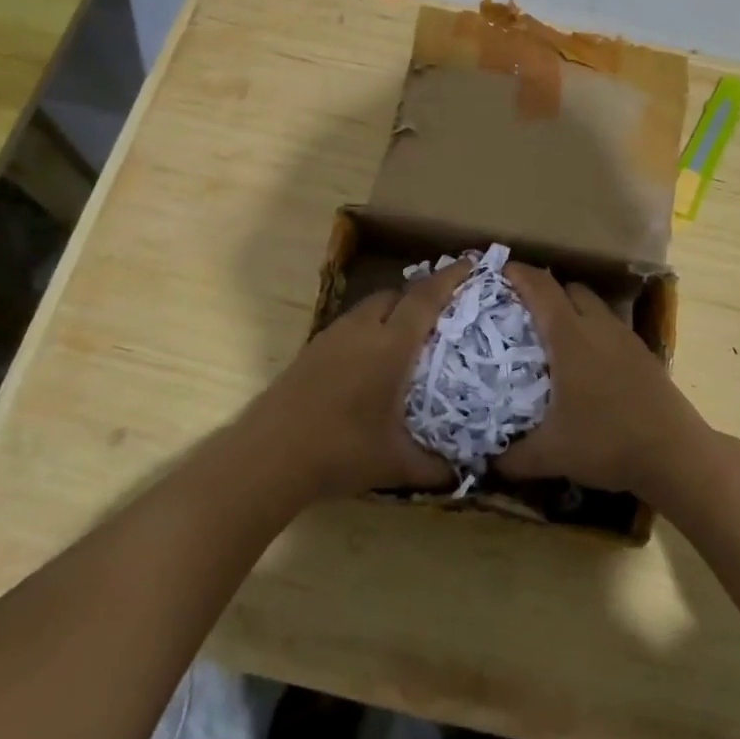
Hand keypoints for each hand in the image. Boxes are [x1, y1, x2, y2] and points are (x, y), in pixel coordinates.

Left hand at [247, 259, 472, 501]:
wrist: (269, 456)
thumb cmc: (341, 451)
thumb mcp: (396, 464)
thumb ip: (435, 468)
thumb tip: (464, 476)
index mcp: (390, 346)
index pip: (425, 299)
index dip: (449, 278)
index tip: (469, 263)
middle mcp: (362, 330)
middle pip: (395, 295)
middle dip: (420, 294)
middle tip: (442, 309)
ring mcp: (332, 337)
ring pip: (368, 307)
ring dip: (392, 309)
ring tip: (408, 333)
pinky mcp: (312, 350)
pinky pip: (350, 324)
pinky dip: (369, 327)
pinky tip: (371, 359)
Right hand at [495, 263, 708, 496]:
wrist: (676, 455)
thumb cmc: (607, 442)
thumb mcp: (551, 454)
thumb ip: (513, 458)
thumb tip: (488, 463)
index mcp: (570, 337)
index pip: (540, 288)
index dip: (518, 274)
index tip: (499, 272)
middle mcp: (598, 327)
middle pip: (570, 288)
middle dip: (545, 291)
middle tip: (523, 312)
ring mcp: (625, 338)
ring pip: (594, 306)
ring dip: (572, 310)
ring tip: (553, 337)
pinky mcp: (644, 354)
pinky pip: (610, 327)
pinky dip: (593, 331)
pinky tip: (587, 364)